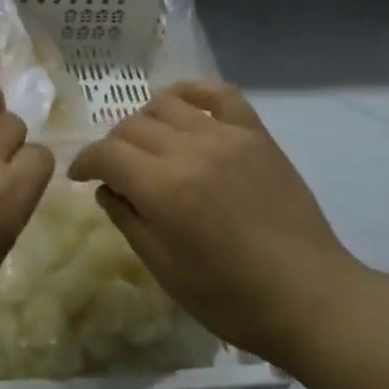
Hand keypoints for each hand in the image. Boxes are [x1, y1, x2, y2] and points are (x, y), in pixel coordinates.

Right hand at [69, 80, 360, 369]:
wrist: (308, 296)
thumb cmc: (231, 297)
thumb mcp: (164, 269)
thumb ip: (128, 219)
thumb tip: (106, 187)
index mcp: (164, 188)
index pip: (107, 154)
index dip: (85, 161)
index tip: (80, 175)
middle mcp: (191, 150)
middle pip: (132, 126)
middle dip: (113, 146)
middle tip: (116, 170)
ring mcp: (227, 136)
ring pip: (167, 104)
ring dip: (146, 120)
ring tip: (150, 144)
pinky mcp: (256, 134)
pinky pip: (220, 93)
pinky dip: (194, 91)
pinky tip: (184, 105)